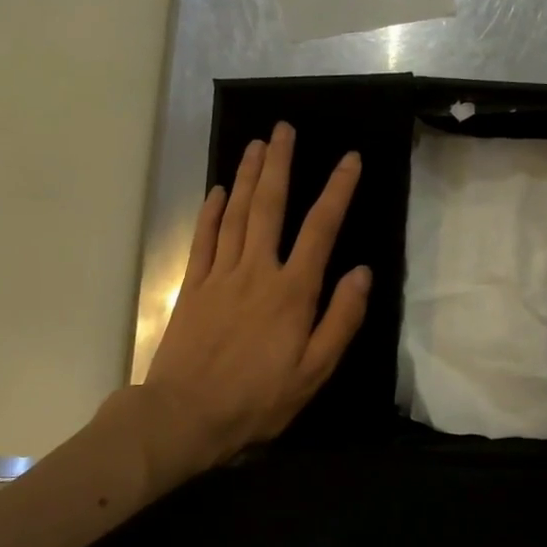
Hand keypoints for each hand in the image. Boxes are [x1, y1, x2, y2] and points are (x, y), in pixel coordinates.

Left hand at [142, 122, 370, 475]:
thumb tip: (362, 272)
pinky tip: (217, 191)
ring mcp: (219, 276)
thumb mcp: (314, 372)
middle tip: (284, 129)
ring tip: (256, 144)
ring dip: (247, 176)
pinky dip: (210, 212)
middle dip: (280, 165)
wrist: (185, 416)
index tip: (350, 159)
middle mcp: (256, 272)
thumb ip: (341, 319)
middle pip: (269, 207)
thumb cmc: (258, 400)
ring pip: (235, 214)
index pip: (321, 229)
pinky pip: (203, 240)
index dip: (337, 191)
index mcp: (292, 292)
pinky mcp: (192, 288)